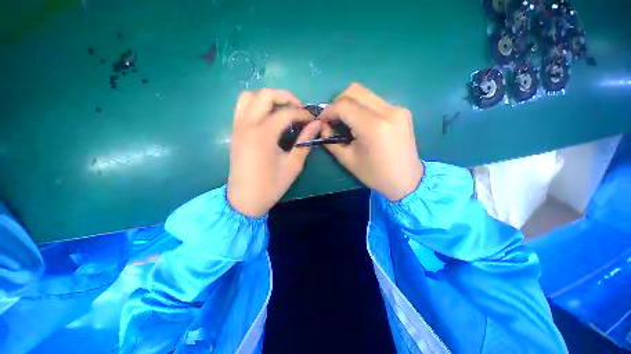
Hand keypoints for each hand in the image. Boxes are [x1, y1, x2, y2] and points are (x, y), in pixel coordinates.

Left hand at [227, 89, 320, 217]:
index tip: (312, 120)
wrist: (245, 200)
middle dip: (285, 96)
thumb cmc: (271, 185)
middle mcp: (247, 125)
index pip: (286, 113)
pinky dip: (255, 104)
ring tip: (281, 109)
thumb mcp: (293, 165)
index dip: (302, 114)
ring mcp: (238, 127)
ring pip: (249, 97)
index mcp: (263, 135)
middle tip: (298, 108)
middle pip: (264, 95)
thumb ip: (305, 142)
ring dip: (267, 98)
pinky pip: (241, 108)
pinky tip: (267, 116)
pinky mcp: (234, 132)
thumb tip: (316, 125)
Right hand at [319, 83, 422, 200]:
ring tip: (345, 120)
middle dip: (337, 102)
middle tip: (333, 119)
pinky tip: (360, 122)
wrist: (407, 180)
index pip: (343, 105)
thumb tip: (323, 128)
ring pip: (365, 93)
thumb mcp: (348, 160)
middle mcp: (388, 111)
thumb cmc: (375, 175)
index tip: (322, 121)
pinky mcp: (402, 111)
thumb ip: (331, 141)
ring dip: (350, 103)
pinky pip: (375, 101)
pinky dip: (362, 107)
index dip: (328, 111)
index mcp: (373, 127)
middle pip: (354, 90)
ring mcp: (397, 108)